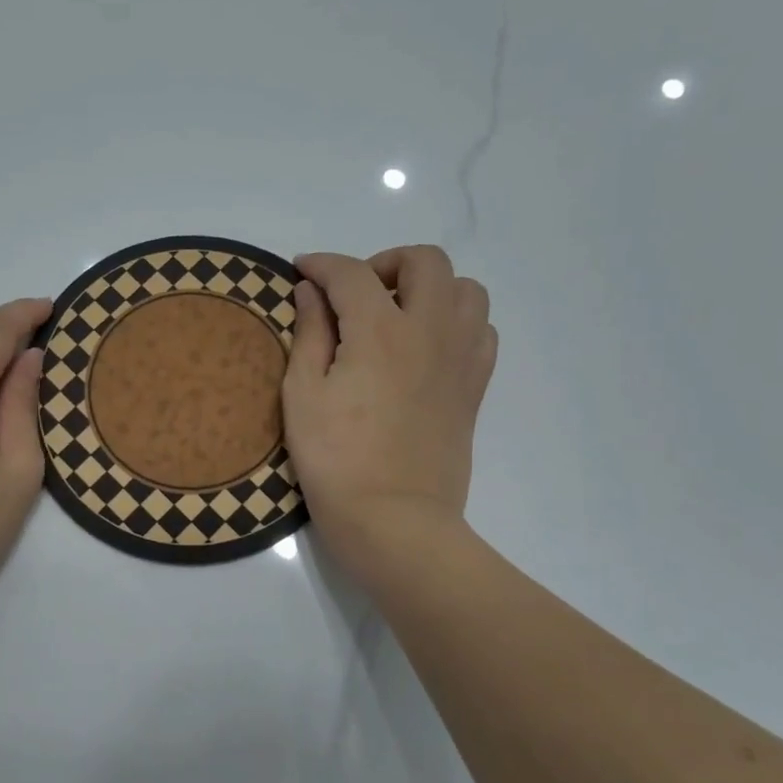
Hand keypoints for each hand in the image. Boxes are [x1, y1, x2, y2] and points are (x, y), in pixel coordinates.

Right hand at [283, 246, 495, 588]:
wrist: (394, 520)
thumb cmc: (335, 460)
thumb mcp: (302, 395)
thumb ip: (308, 333)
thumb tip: (310, 291)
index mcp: (380, 331)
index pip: (351, 274)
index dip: (321, 265)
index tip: (301, 270)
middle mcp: (430, 331)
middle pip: (425, 261)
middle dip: (385, 262)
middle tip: (355, 293)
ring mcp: (461, 358)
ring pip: (466, 289)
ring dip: (429, 288)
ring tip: (397, 315)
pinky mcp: (474, 387)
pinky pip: (482, 330)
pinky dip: (455, 322)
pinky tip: (425, 346)